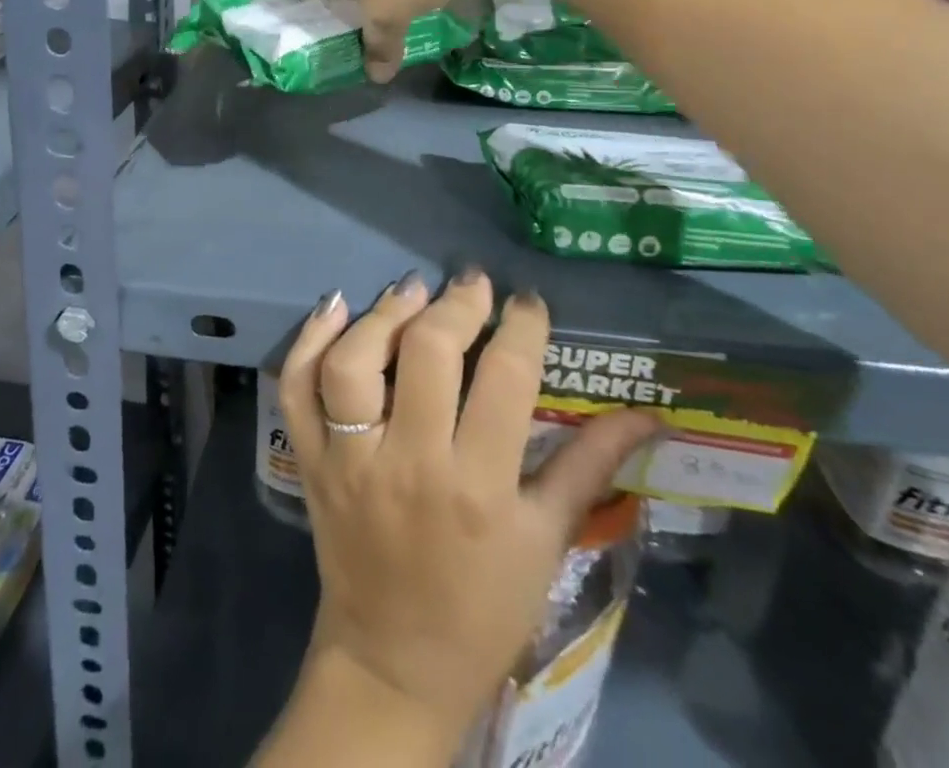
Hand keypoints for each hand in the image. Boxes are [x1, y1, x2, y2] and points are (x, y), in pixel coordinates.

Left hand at [277, 270, 661, 743]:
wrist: (394, 665)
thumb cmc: (484, 606)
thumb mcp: (546, 540)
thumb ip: (591, 465)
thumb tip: (651, 413)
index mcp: (480, 487)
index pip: (506, 379)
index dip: (521, 326)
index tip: (526, 303)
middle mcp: (411, 462)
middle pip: (427, 353)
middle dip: (456, 304)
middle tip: (473, 284)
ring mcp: (350, 460)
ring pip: (354, 362)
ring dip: (383, 315)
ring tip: (412, 291)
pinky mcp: (310, 461)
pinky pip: (297, 388)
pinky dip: (309, 340)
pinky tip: (336, 308)